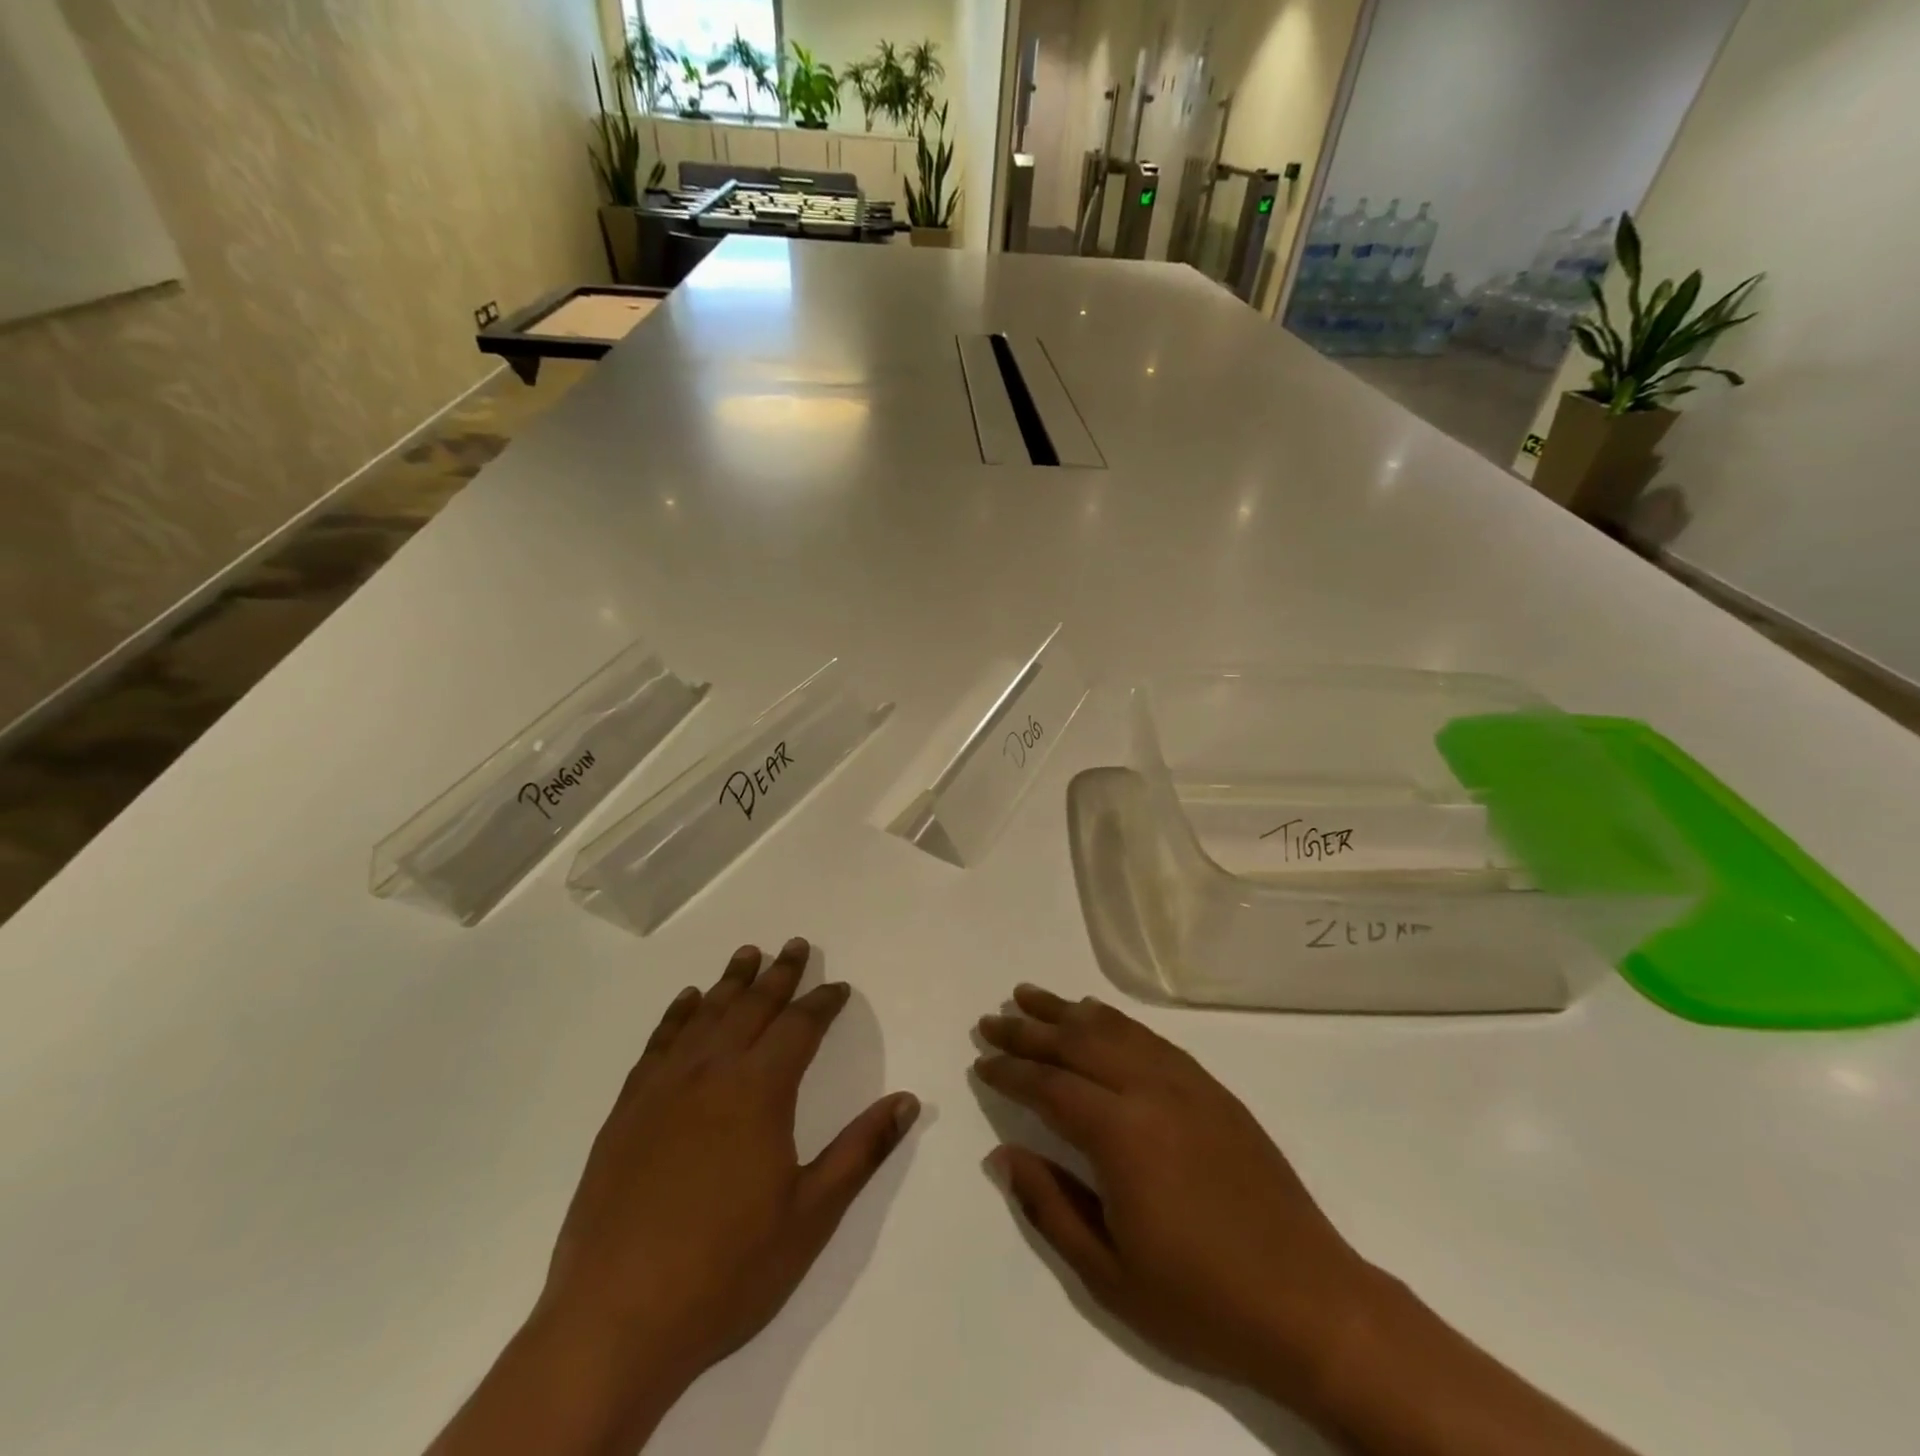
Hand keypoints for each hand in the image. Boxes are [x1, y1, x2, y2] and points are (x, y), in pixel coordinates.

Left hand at [544, 938, 919, 1393]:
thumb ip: (861, 1151)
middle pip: (752, 1007)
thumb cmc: (726, 1271)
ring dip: (731, 981)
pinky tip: (687, 1001)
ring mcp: (663, 1089)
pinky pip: (659, 1044)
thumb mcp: (811, 1216)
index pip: (800, 1027)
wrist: (614, 1322)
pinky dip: (678, 1015)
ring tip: (748, 953)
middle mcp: (711, 1073)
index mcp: (759, 1092)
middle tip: (796, 944)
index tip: (839, 987)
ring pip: (705, 1015)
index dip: (823, 1003)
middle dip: (780, 974)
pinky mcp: (627, 1111)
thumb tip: (907, 1100)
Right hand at [975, 985, 1379, 1409]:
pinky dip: (1115, 1020)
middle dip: (1028, 1030)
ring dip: (1067, 1011)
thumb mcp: (1109, 1274)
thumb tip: (1003, 1154)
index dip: (1010, 1071)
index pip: (1049, 1086)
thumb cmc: (1201, 1300)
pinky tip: (1097, 1015)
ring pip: (1114, 1030)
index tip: (981, 1061)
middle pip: (1076, 1043)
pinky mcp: (1212, 1088)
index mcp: (1121, 1134)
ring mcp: (1186, 1083)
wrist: (1310, 1304)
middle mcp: (1150, 1090)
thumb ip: (1050, 1206)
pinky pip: (1151, 1038)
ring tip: (1031, 996)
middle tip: (992, 1019)